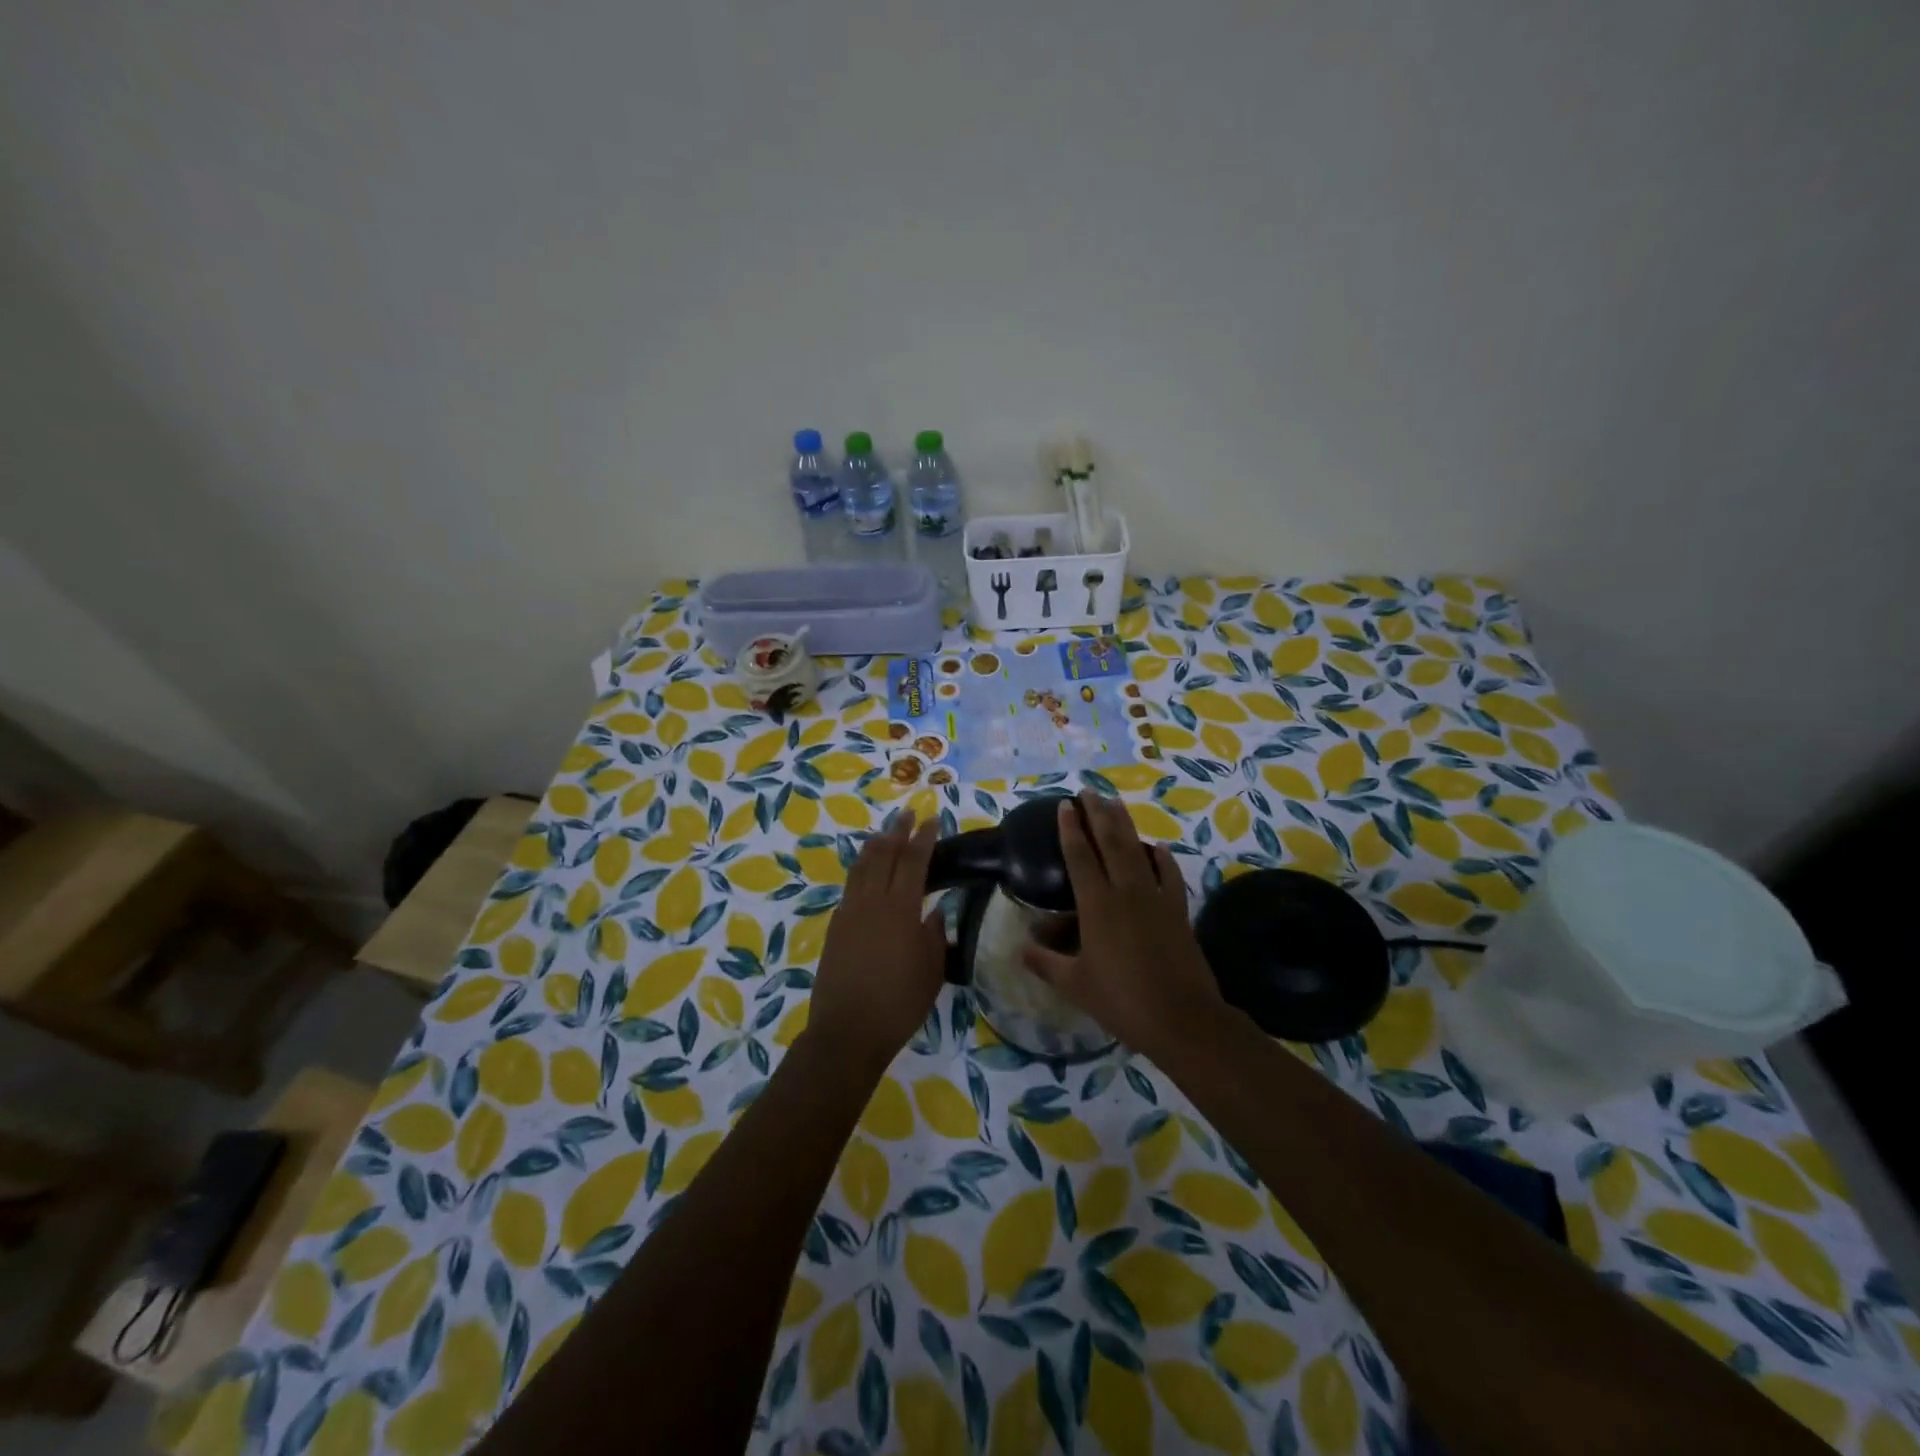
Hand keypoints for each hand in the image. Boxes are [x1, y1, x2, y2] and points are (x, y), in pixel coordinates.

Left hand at [805, 812, 945, 1069]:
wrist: (848, 1030)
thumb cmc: (900, 1002)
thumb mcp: (931, 969)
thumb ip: (935, 933)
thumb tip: (936, 910)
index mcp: (900, 908)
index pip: (914, 861)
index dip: (924, 838)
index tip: (932, 818)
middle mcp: (872, 901)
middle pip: (884, 855)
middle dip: (897, 832)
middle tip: (907, 814)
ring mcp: (849, 912)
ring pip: (861, 867)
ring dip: (874, 846)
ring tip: (884, 834)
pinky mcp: (835, 927)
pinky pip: (850, 887)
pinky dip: (860, 870)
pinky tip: (865, 873)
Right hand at [1021, 791, 1229, 1062]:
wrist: (1181, 1018)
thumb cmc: (1121, 1000)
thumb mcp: (1074, 984)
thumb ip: (1045, 962)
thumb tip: (1019, 948)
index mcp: (1097, 905)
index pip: (1080, 856)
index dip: (1070, 829)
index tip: (1064, 806)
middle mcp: (1126, 891)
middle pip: (1111, 842)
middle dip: (1098, 813)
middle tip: (1088, 790)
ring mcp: (1156, 898)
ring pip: (1139, 850)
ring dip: (1126, 825)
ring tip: (1116, 802)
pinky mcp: (1178, 911)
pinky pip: (1170, 875)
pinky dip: (1163, 858)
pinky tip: (1158, 847)